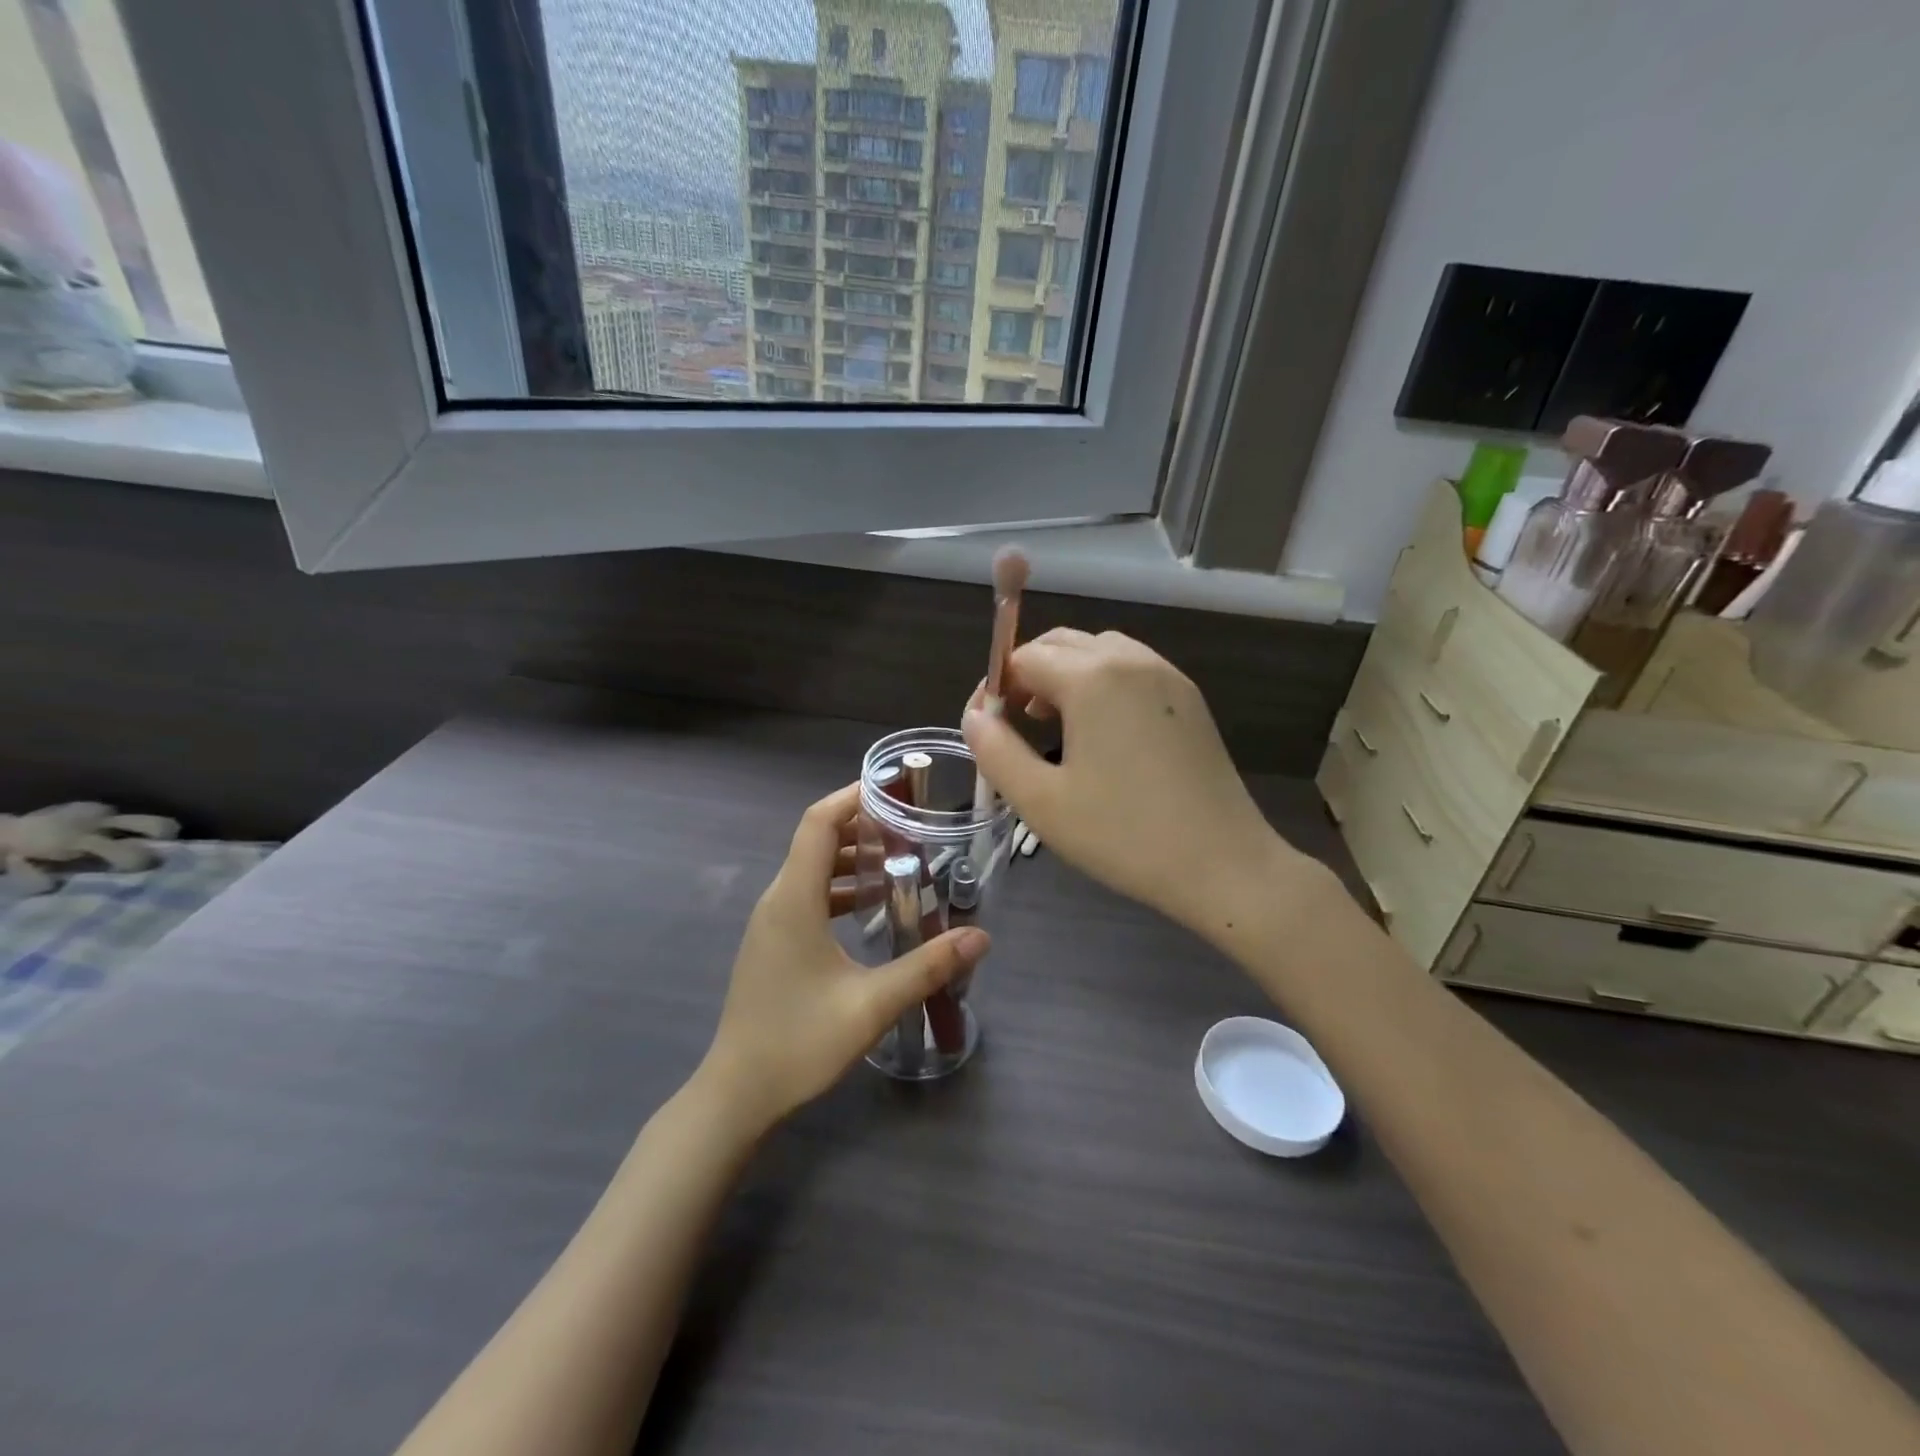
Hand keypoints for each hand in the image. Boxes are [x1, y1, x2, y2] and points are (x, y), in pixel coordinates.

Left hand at [699, 783, 989, 1135]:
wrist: (736, 1093)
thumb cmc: (798, 1043)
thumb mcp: (871, 1004)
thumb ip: (927, 967)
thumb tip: (980, 937)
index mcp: (794, 899)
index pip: (818, 822)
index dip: (853, 797)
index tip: (895, 788)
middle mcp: (778, 900)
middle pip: (816, 840)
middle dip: (862, 825)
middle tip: (912, 826)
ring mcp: (771, 922)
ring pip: (811, 869)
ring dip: (851, 858)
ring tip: (900, 861)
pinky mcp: (773, 943)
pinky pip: (807, 895)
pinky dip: (839, 887)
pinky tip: (871, 909)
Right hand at [963, 630, 1311, 937]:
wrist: (1223, 864)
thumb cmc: (1123, 835)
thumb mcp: (1041, 800)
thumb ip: (994, 750)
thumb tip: (974, 716)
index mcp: (1092, 677)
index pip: (1024, 658)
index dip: (996, 688)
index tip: (988, 729)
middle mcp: (1131, 660)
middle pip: (1062, 644)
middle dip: (1029, 675)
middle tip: (1016, 726)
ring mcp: (1167, 676)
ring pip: (1099, 652)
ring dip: (1066, 676)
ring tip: (1055, 726)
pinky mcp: (1189, 699)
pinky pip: (1132, 670)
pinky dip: (1103, 685)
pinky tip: (1102, 735)